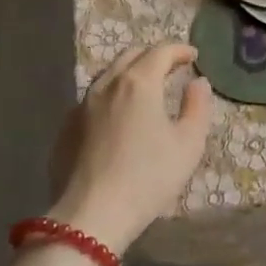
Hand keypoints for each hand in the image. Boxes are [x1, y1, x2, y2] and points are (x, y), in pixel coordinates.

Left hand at [46, 43, 214, 253]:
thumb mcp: (188, 144)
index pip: (161, 51)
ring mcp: (82, 105)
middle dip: (153, 56)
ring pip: (109, 75)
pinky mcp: (67, 127)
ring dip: (130, 73)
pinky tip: (117, 116)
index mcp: (138, 83)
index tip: (193, 56)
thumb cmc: (148, 178)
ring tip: (145, 89)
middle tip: (171, 68)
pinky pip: (93, 99)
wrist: (91, 215)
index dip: (179, 50)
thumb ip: (197, 107)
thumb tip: (198, 82)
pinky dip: (111, 96)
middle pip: (131, 55)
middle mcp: (107, 84)